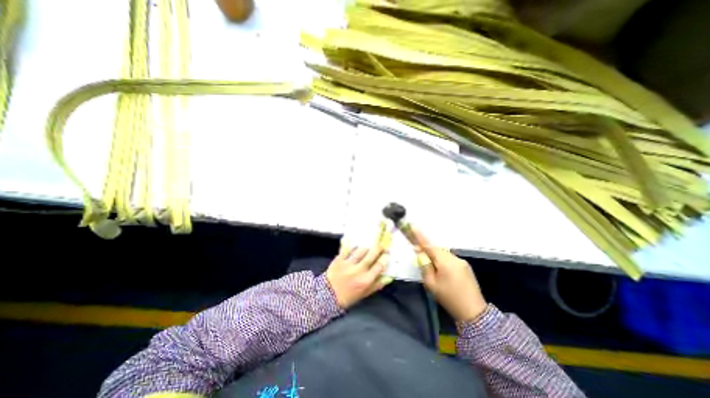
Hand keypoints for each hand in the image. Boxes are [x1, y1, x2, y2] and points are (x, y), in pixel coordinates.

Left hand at [326, 241, 390, 309]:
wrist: (327, 296)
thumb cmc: (348, 296)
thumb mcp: (364, 294)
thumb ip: (376, 285)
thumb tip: (387, 277)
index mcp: (366, 280)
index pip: (379, 266)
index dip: (385, 258)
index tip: (387, 253)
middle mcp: (358, 271)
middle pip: (371, 255)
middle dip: (378, 248)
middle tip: (381, 245)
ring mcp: (348, 264)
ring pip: (360, 250)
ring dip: (366, 248)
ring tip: (368, 247)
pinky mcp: (339, 259)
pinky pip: (346, 249)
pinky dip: (351, 245)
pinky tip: (353, 242)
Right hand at [414, 229, 485, 321]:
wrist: (474, 313)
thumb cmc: (448, 298)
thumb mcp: (431, 284)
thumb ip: (424, 266)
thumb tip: (419, 252)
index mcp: (445, 262)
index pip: (430, 246)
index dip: (420, 236)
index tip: (413, 227)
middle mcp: (454, 258)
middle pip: (437, 249)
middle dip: (427, 249)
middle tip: (418, 251)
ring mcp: (461, 261)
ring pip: (444, 254)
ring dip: (435, 255)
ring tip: (430, 264)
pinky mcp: (465, 266)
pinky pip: (450, 258)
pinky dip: (442, 259)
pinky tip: (441, 268)